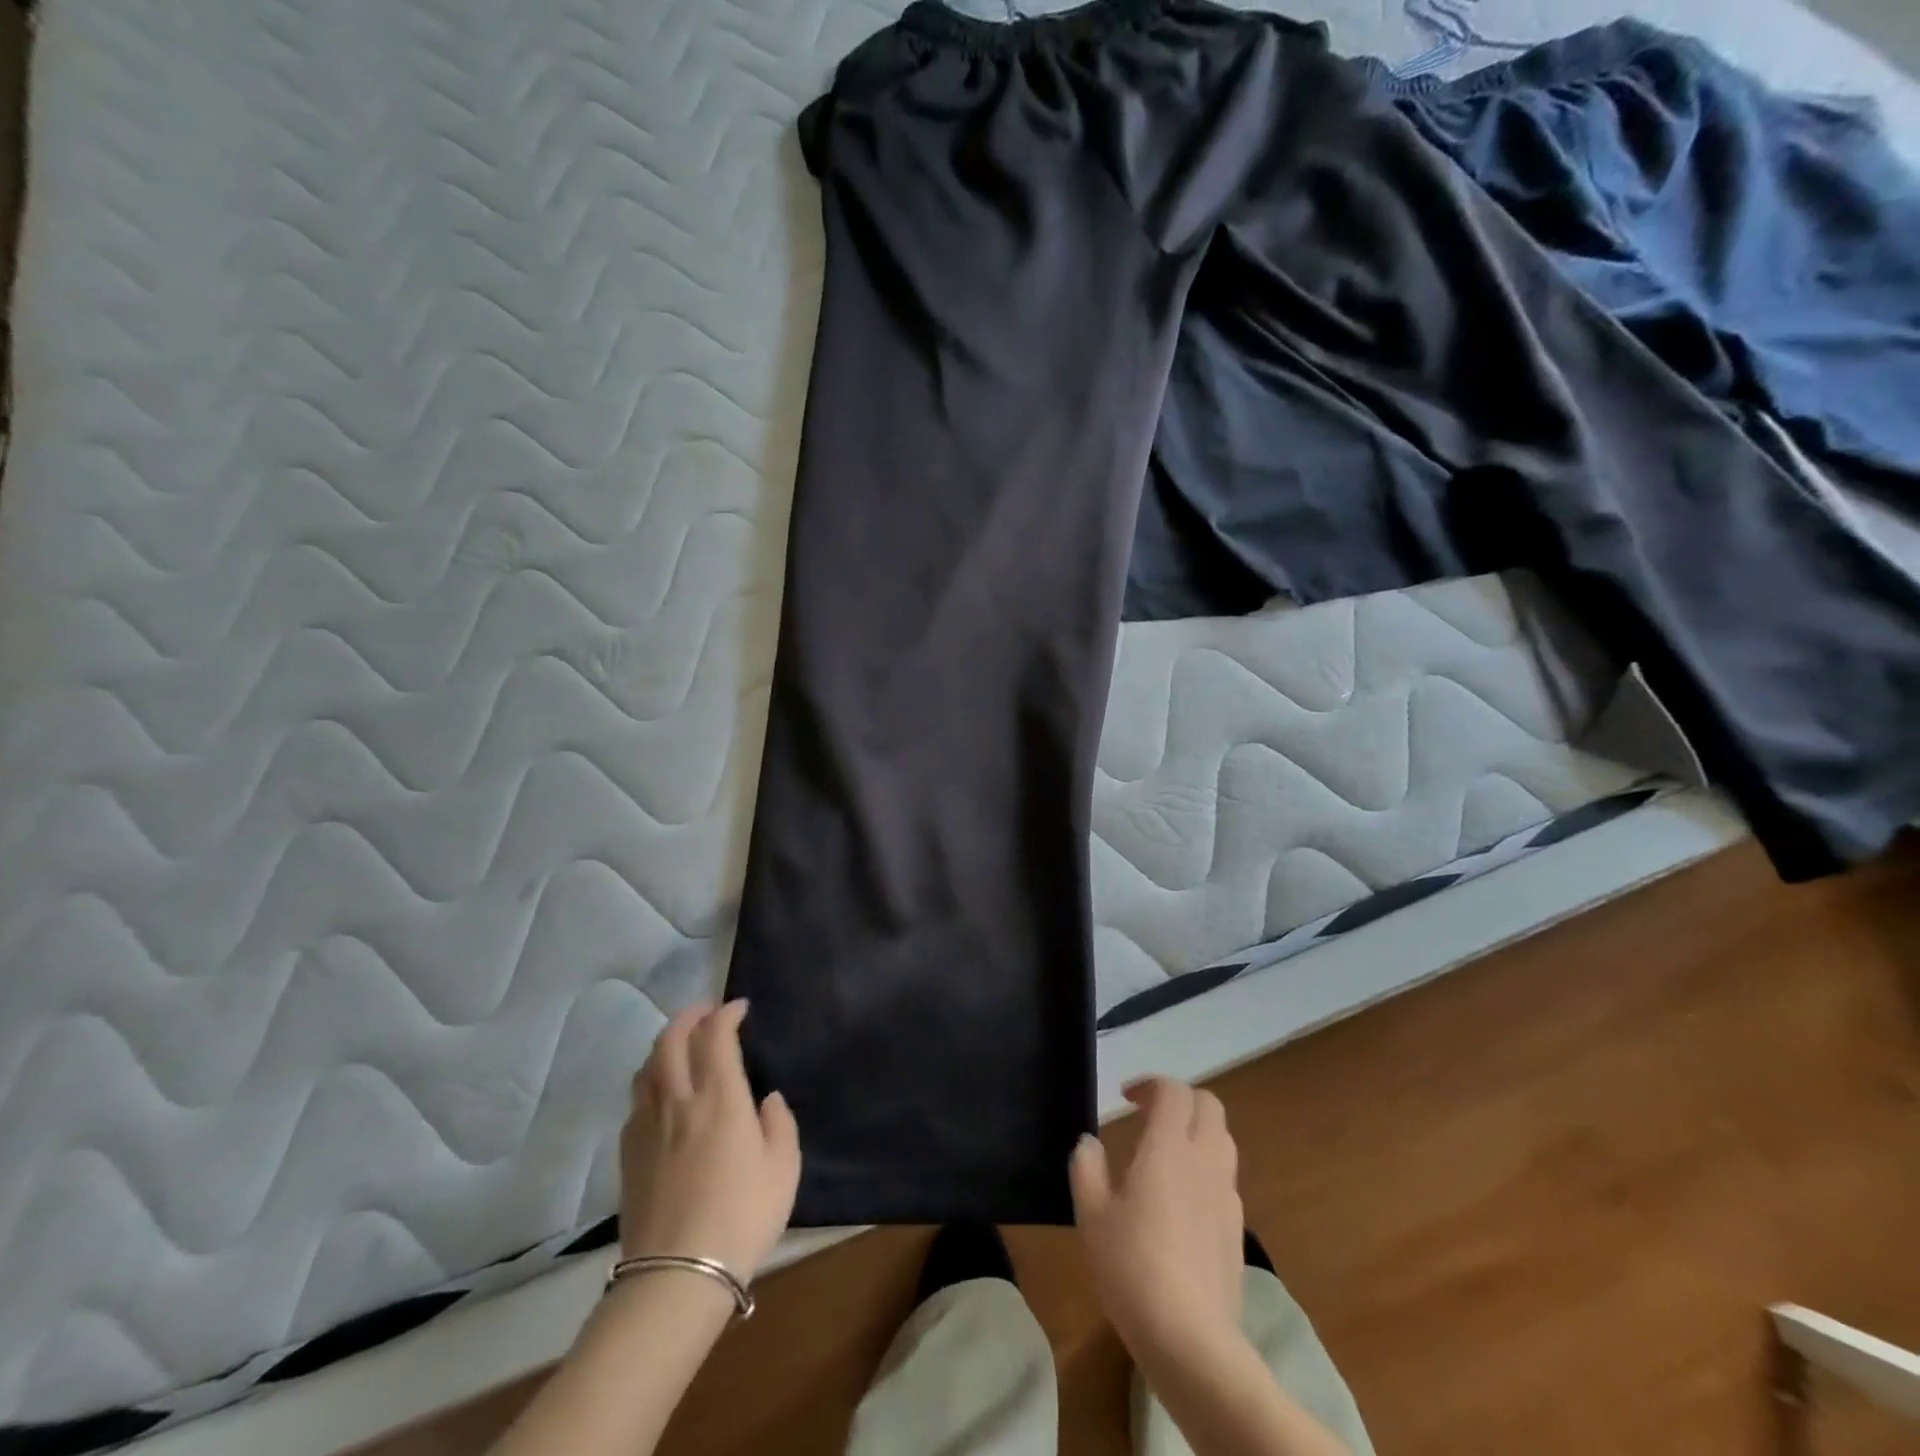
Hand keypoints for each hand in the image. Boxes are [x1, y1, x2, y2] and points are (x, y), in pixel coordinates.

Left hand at [619, 1000, 800, 1279]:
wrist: (677, 1274)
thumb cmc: (742, 1216)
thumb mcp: (783, 1168)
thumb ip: (779, 1124)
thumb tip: (766, 1100)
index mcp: (720, 1097)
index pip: (716, 1036)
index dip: (726, 1013)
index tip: (739, 1008)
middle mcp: (679, 1100)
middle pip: (671, 1039)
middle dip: (689, 1016)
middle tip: (706, 1012)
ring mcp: (647, 1126)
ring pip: (647, 1067)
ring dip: (664, 1044)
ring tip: (681, 1045)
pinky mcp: (628, 1154)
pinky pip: (636, 1100)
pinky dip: (650, 1080)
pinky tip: (662, 1095)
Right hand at [1069, 1077, 1243, 1361]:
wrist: (1192, 1340)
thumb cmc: (1132, 1267)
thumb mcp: (1092, 1215)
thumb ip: (1087, 1169)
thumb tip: (1089, 1143)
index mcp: (1169, 1148)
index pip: (1174, 1091)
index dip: (1151, 1085)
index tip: (1127, 1099)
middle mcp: (1205, 1160)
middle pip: (1208, 1105)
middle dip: (1181, 1100)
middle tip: (1150, 1116)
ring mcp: (1227, 1195)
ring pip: (1222, 1140)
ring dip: (1196, 1132)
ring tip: (1165, 1155)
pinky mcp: (1238, 1230)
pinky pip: (1224, 1179)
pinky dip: (1205, 1170)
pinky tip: (1182, 1202)